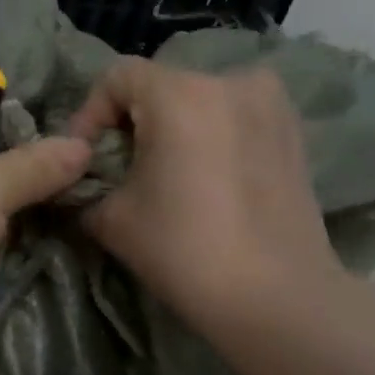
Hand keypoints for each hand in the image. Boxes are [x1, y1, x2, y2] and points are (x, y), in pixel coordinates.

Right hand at [69, 59, 344, 334]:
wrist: (276, 297)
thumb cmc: (184, 250)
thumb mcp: (112, 219)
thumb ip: (87, 188)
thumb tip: (80, 183)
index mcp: (179, 93)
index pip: (117, 78)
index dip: (89, 113)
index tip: (83, 157)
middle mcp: (229, 81)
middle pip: (161, 85)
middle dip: (132, 122)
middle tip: (120, 168)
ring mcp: (270, 103)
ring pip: (201, 100)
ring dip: (175, 127)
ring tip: (165, 173)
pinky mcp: (294, 130)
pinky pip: (236, 117)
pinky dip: (212, 136)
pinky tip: (207, 178)